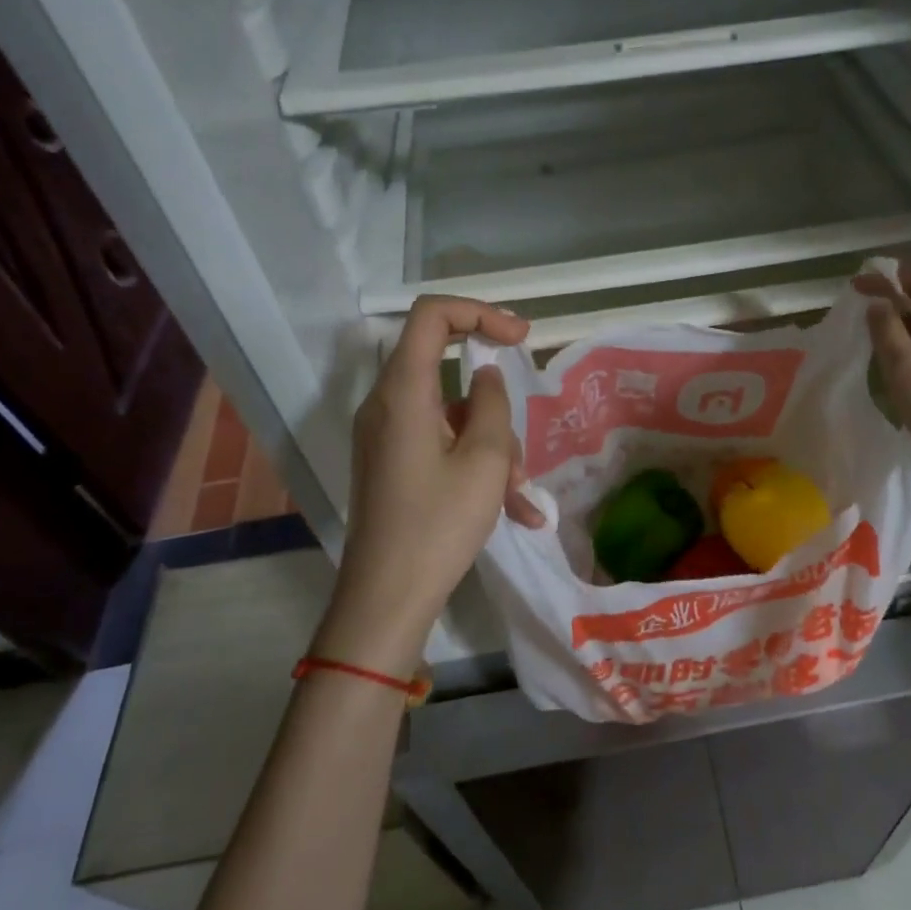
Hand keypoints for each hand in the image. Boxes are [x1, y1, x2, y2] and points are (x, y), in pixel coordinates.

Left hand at [316, 296, 543, 676]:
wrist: (386, 598)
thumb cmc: (438, 525)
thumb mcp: (485, 460)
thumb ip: (493, 404)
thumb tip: (487, 376)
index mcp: (403, 392)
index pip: (431, 315)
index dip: (479, 312)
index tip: (521, 337)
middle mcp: (387, 405)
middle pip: (446, 369)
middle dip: (495, 404)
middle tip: (524, 431)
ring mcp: (387, 436)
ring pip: (453, 416)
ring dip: (493, 447)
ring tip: (521, 497)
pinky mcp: (392, 464)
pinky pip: (441, 446)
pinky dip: (476, 467)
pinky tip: (515, 512)